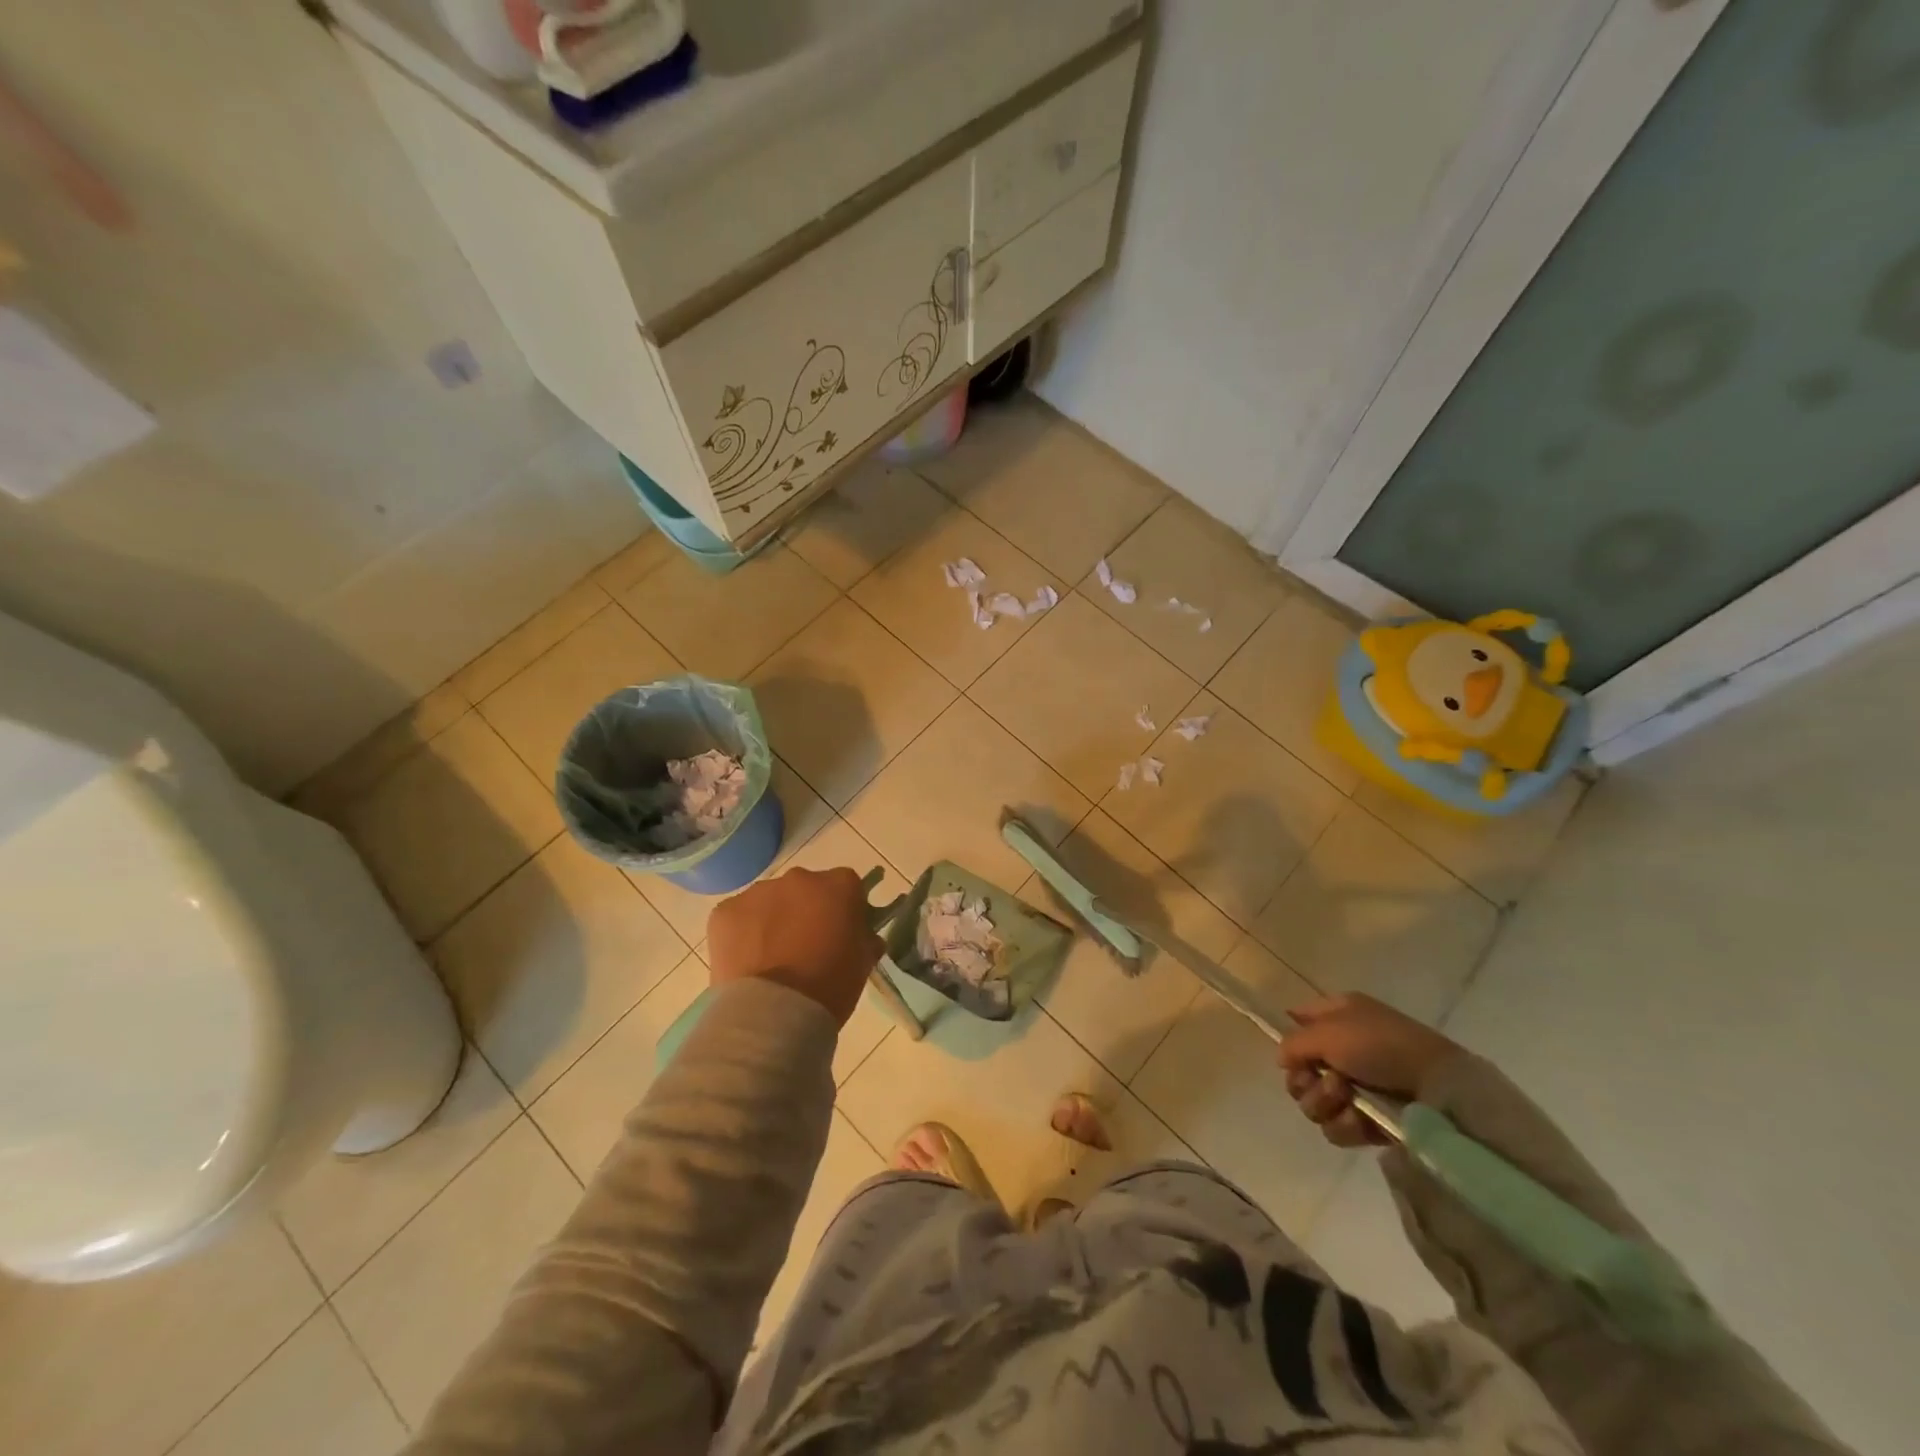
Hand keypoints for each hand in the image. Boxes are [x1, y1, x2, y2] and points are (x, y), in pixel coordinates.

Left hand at [705, 865, 882, 1025]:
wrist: (773, 1014)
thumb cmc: (829, 988)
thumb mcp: (862, 963)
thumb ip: (864, 938)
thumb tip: (860, 934)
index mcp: (838, 885)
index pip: (847, 886)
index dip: (844, 908)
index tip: (840, 932)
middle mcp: (799, 878)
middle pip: (806, 889)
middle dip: (806, 910)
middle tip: (805, 946)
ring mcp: (758, 892)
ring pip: (770, 900)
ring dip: (773, 919)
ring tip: (771, 958)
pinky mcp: (725, 911)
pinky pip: (739, 916)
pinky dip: (743, 933)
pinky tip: (747, 962)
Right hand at [1275, 993, 1462, 1147]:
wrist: (1437, 1090)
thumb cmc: (1380, 1046)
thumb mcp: (1328, 1031)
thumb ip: (1293, 1043)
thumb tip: (1283, 1060)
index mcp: (1337, 1016)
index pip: (1297, 1021)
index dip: (1290, 1038)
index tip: (1292, 1054)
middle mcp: (1343, 1048)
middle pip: (1299, 1070)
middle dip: (1305, 1080)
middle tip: (1324, 1080)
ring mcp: (1357, 1087)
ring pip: (1313, 1102)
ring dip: (1324, 1102)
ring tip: (1347, 1098)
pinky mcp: (1369, 1121)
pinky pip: (1336, 1127)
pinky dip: (1345, 1125)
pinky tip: (1360, 1120)